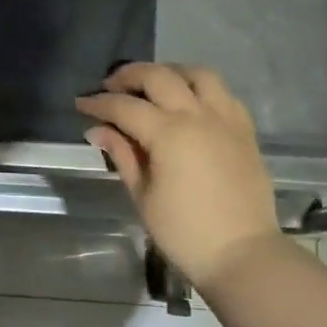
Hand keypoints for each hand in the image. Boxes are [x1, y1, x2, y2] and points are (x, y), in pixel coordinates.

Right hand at [76, 63, 284, 291]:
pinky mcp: (245, 131)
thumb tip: (98, 130)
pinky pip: (223, 94)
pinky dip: (200, 89)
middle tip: (110, 87)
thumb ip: (122, 155)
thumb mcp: (143, 196)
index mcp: (169, 133)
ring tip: (152, 85)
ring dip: (170, 72)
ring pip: (198, 74)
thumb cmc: (184, 232)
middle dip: (129, 76)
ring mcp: (226, 120)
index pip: (125, 107)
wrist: (242, 254)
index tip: (81, 103)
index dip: (99, 103)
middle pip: (159, 77)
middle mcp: (198, 116)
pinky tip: (188, 102)